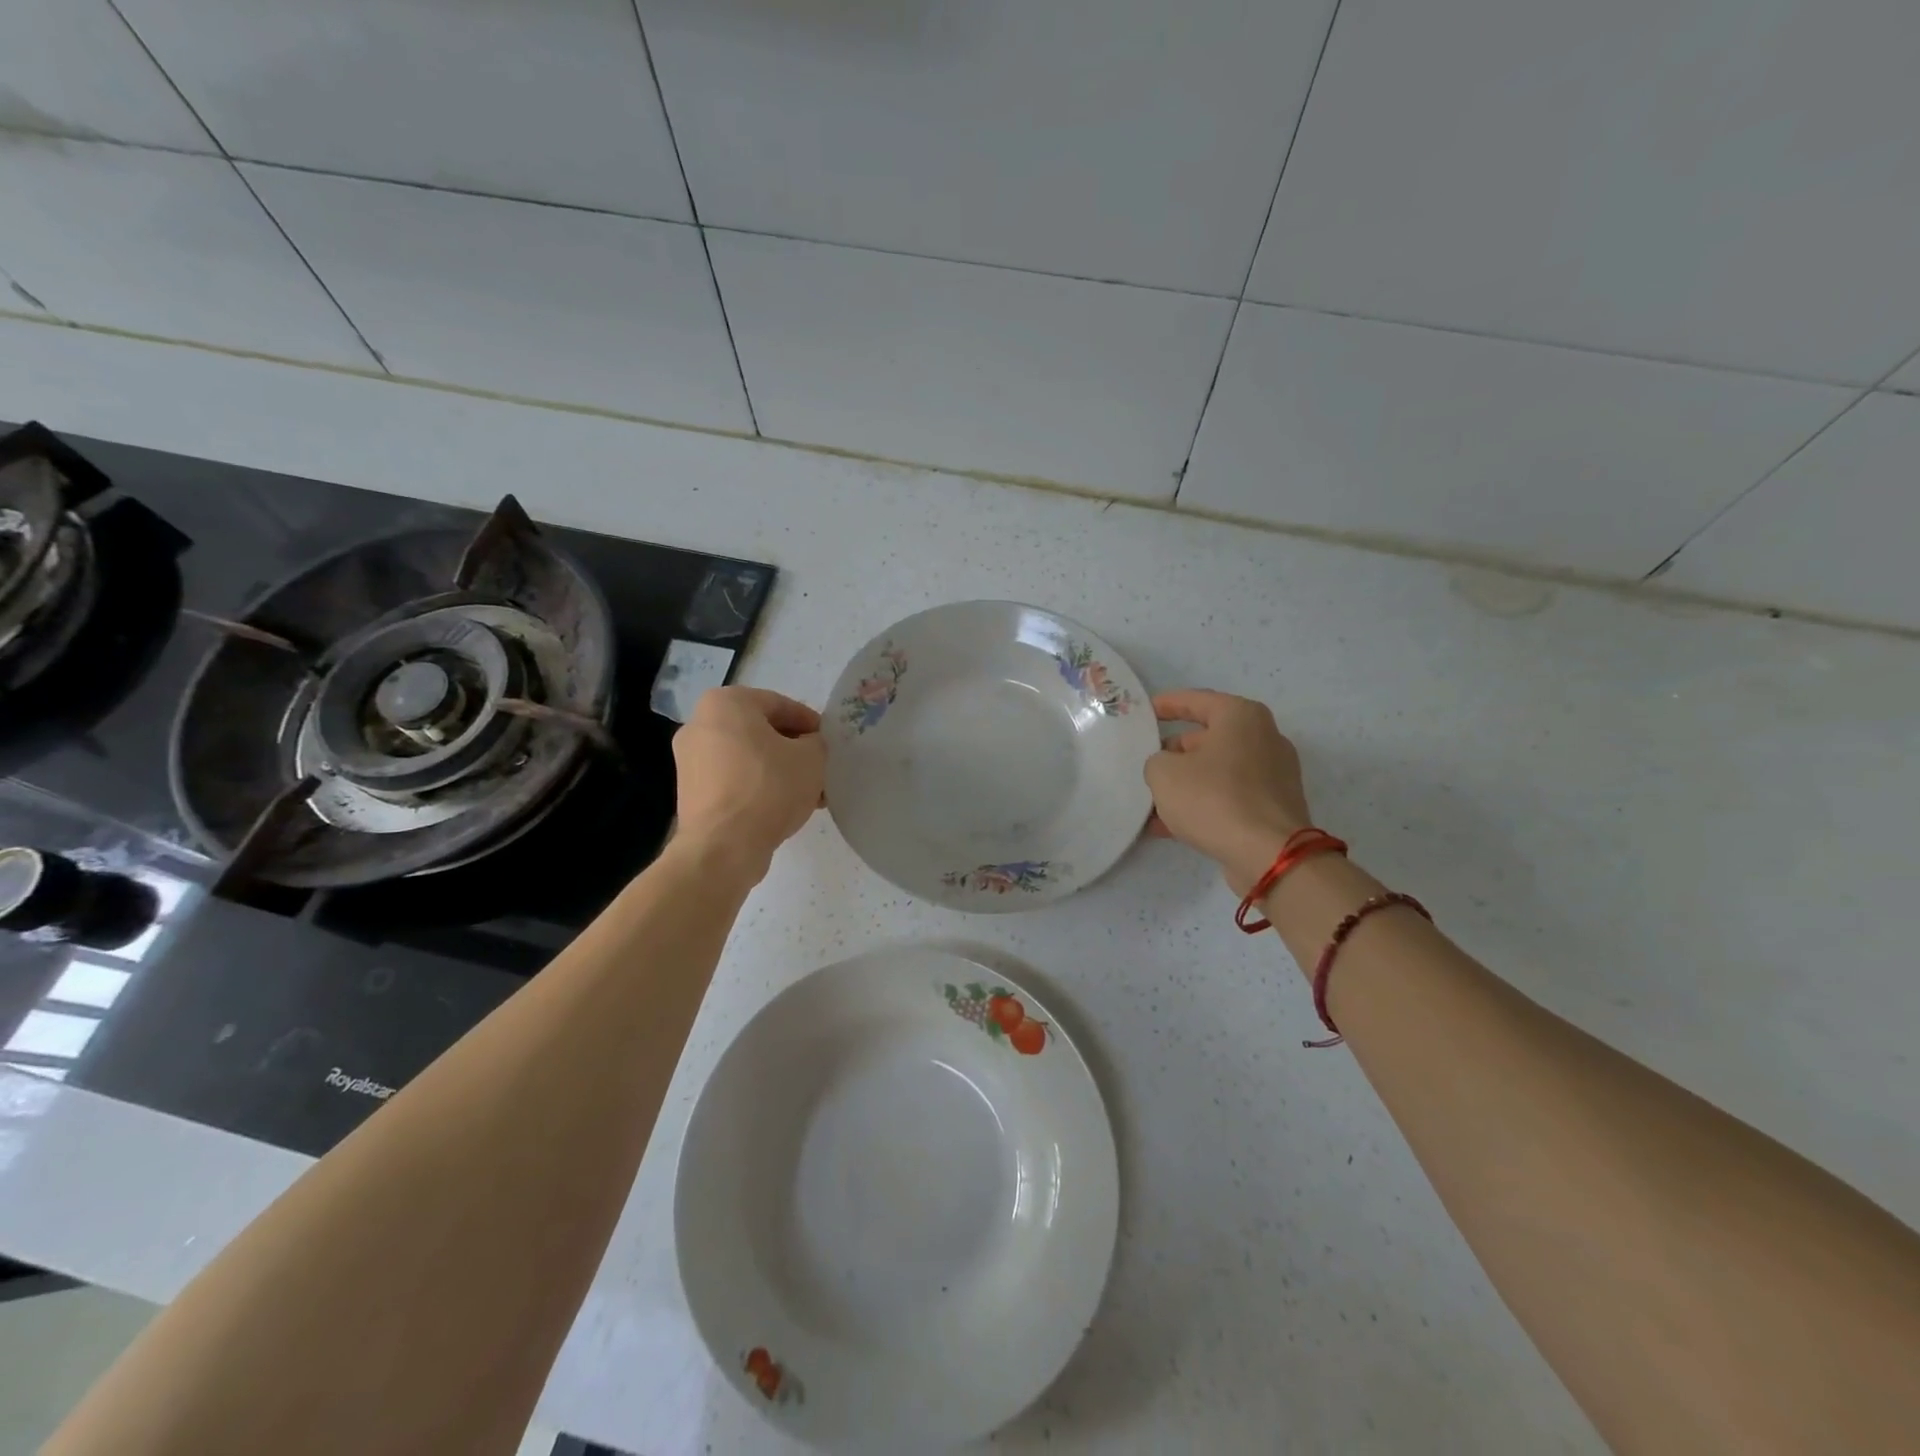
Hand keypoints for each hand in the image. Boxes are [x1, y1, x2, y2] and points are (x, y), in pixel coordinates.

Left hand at [673, 687, 825, 879]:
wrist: (724, 847)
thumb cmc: (769, 788)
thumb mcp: (811, 757)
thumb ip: (816, 742)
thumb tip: (808, 746)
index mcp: (725, 703)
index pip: (779, 704)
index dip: (809, 722)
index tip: (828, 742)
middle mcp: (699, 724)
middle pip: (760, 731)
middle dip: (793, 749)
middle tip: (819, 768)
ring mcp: (690, 760)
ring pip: (748, 757)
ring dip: (779, 771)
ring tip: (808, 794)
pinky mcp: (691, 792)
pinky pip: (733, 779)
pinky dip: (758, 787)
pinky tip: (783, 807)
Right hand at [1143, 690, 1313, 895]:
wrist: (1269, 855)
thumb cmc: (1214, 798)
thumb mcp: (1164, 772)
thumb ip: (1157, 761)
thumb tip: (1168, 768)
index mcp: (1241, 717)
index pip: (1196, 700)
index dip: (1166, 704)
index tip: (1144, 711)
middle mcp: (1263, 738)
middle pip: (1207, 739)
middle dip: (1173, 752)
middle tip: (1145, 763)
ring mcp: (1273, 775)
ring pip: (1216, 772)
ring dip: (1185, 784)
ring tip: (1150, 801)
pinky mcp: (1272, 807)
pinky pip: (1228, 797)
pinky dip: (1201, 805)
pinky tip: (1168, 827)